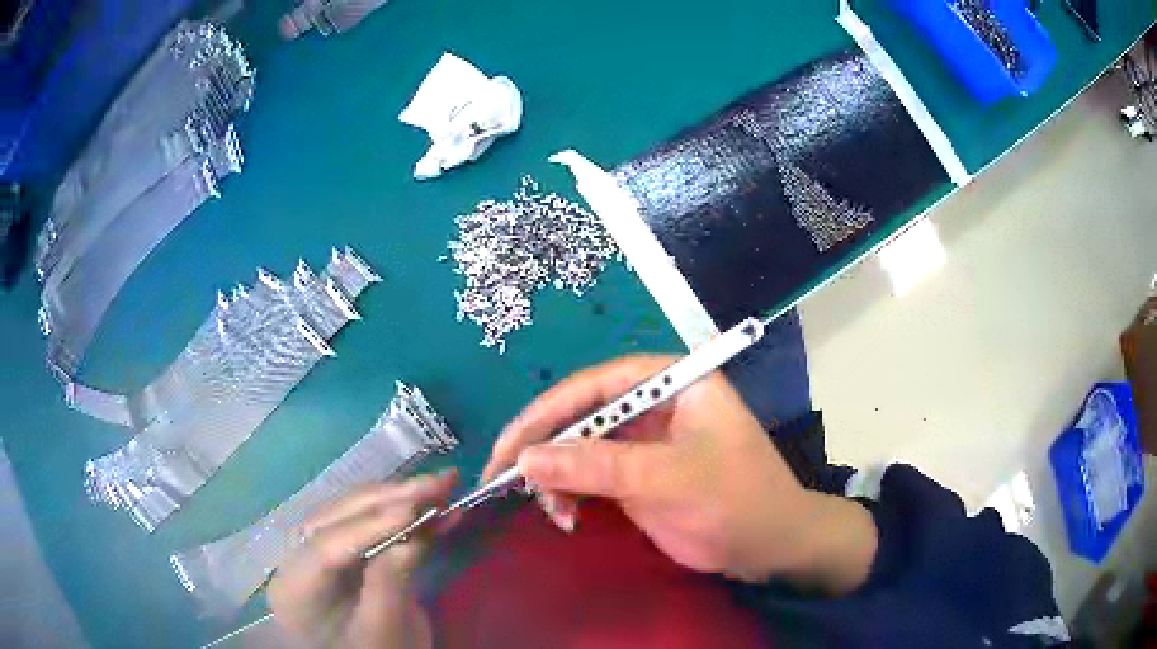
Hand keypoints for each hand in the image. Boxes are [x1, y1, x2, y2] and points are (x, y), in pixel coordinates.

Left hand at [268, 471, 455, 648]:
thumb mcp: (383, 633)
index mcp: (294, 588)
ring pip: (353, 514)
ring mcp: (318, 552)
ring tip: (442, 484)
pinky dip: (403, 515)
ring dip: (398, 499)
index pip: (325, 547)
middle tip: (437, 482)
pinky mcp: (343, 551)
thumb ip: (391, 585)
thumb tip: (412, 536)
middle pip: (337, 519)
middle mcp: (296, 559)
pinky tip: (436, 508)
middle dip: (388, 499)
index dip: (369, 526)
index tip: (412, 508)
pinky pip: (369, 525)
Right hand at [482, 356, 875, 593]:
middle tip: (501, 478)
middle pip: (581, 414)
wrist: (771, 547)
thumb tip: (525, 459)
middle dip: (542, 448)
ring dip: (555, 477)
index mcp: (671, 383)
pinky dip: (570, 494)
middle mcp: (653, 404)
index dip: (546, 412)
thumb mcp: (668, 480)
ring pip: (580, 447)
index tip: (509, 446)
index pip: (595, 385)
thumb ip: (598, 467)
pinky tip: (566, 517)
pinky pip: (590, 475)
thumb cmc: (735, 501)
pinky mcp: (638, 473)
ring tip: (551, 511)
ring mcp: (644, 441)